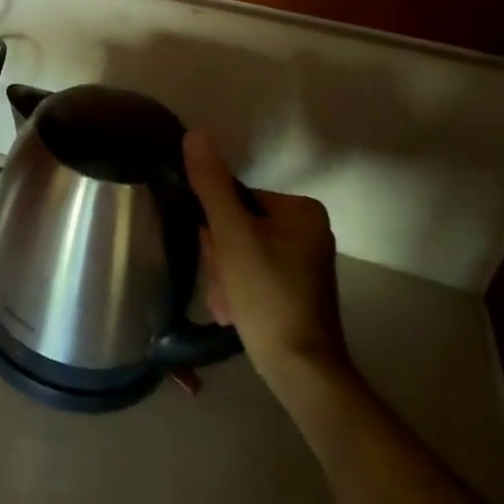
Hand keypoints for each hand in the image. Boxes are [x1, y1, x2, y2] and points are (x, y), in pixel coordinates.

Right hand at [183, 131, 350, 385]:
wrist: (301, 369)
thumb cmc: (267, 294)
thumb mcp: (232, 235)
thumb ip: (211, 184)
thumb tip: (195, 134)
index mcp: (301, 210)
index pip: (235, 199)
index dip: (215, 227)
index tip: (215, 255)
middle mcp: (308, 229)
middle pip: (238, 226)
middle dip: (221, 257)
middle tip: (223, 285)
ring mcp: (304, 261)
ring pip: (241, 253)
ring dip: (225, 277)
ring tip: (228, 304)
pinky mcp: (297, 288)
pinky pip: (254, 274)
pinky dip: (239, 290)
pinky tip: (234, 313)